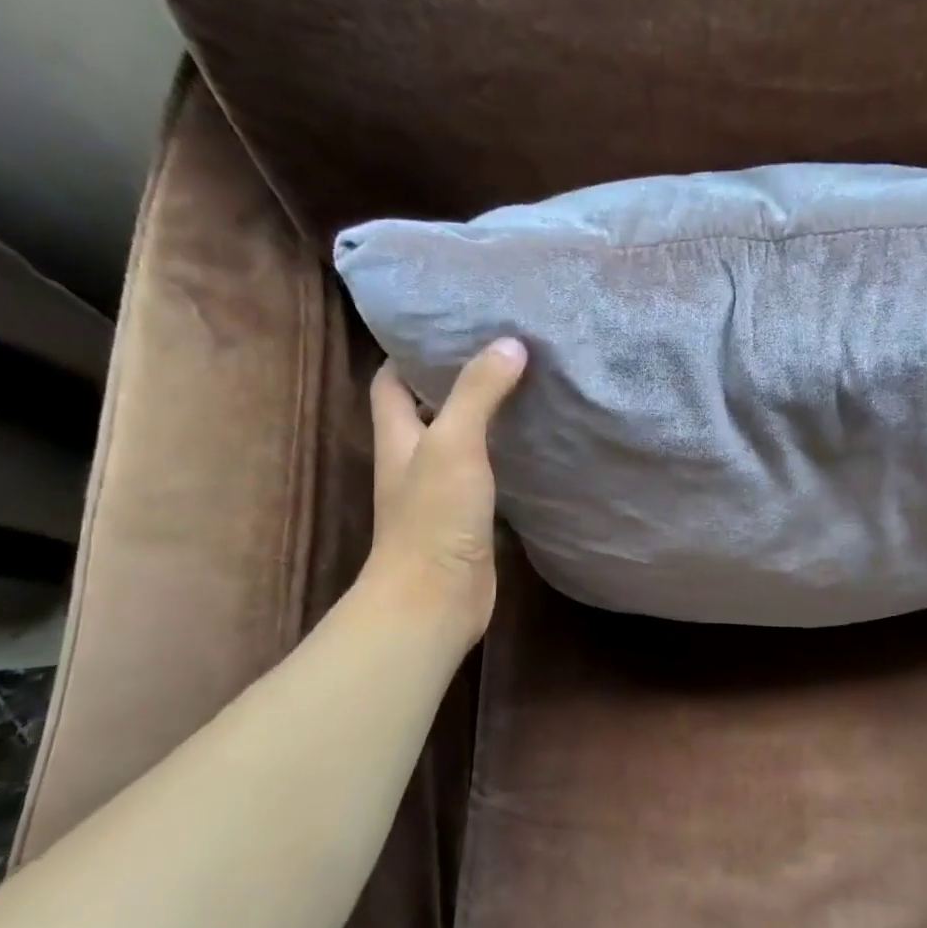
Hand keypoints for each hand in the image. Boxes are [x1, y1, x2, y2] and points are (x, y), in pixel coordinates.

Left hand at [361, 340, 526, 640]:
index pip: (390, 381)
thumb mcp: (454, 443)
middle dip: (457, 379)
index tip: (451, 327)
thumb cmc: (433, 518)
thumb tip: (509, 343)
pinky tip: (536, 445)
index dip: (411, 352)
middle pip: (427, 408)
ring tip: (526, 387)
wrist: (436, 600)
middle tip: (503, 351)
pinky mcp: (469, 518)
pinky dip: (507, 457)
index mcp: (397, 436)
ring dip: (486, 417)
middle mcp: (414, 460)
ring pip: (461, 442)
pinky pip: (488, 475)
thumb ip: (478, 393)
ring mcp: (442, 492)